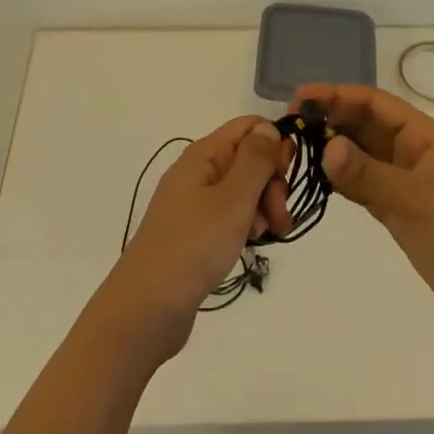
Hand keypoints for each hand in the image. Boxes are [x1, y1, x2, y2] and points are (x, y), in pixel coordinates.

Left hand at [100, 116, 293, 359]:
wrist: (148, 307)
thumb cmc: (194, 245)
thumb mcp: (233, 198)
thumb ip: (256, 159)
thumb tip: (268, 127)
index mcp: (204, 154)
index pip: (249, 126)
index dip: (274, 144)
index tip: (285, 177)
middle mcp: (199, 171)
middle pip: (249, 158)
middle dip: (273, 183)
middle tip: (279, 217)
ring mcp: (196, 202)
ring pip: (244, 189)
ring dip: (263, 208)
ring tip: (264, 236)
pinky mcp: (197, 230)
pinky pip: (232, 214)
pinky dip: (247, 225)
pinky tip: (250, 244)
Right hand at [296, 84, 433, 334]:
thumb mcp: (415, 200)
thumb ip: (368, 174)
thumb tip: (325, 146)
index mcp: (424, 135)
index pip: (374, 103)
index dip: (337, 95)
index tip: (300, 99)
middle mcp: (411, 151)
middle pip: (364, 124)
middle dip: (330, 119)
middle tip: (290, 125)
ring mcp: (404, 180)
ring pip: (361, 153)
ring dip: (332, 148)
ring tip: (295, 148)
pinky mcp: (398, 208)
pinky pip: (362, 182)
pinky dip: (340, 178)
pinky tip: (316, 178)